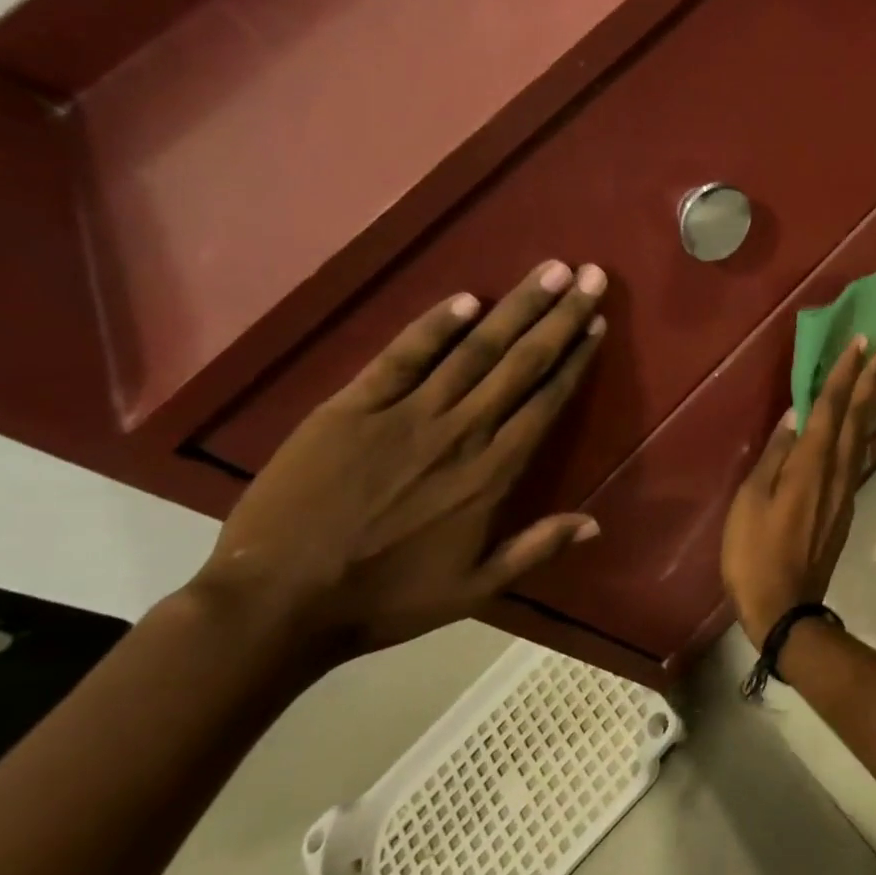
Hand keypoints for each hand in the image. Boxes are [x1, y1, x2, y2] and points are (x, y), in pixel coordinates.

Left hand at [189, 260, 608, 660]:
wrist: (278, 603)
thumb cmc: (385, 599)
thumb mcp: (475, 588)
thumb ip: (537, 548)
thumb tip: (597, 522)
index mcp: (493, 474)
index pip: (546, 401)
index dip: (575, 359)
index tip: (596, 322)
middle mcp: (460, 432)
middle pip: (521, 363)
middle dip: (559, 316)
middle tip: (590, 276)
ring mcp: (405, 415)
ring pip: (474, 350)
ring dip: (515, 308)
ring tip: (549, 271)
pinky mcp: (351, 408)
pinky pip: (401, 357)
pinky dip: (434, 326)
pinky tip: (466, 299)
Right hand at [721, 335, 875, 646]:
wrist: (785, 608)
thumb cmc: (754, 553)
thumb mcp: (750, 501)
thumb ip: (773, 455)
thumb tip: (794, 416)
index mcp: (809, 465)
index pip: (830, 409)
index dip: (844, 375)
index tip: (860, 344)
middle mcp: (834, 472)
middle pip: (856, 419)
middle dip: (870, 381)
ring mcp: (843, 492)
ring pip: (862, 438)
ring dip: (873, 405)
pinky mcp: (844, 508)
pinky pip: (857, 458)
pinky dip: (864, 433)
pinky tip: (864, 427)